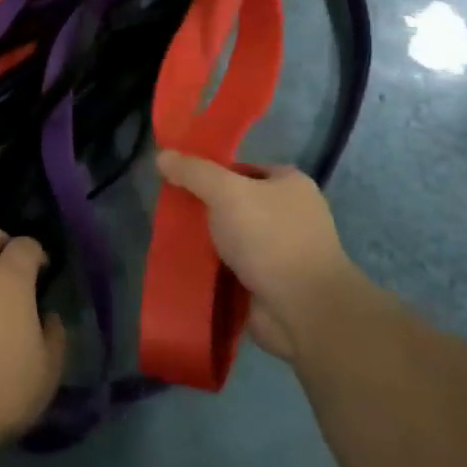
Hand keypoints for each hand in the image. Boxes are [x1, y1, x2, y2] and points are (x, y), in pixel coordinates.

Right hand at [156, 151, 370, 361]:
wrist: (303, 310)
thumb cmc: (270, 238)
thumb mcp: (226, 192)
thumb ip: (194, 172)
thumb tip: (162, 155)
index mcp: (290, 184)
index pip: (241, 169)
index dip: (210, 173)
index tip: (179, 182)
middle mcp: (289, 214)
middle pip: (234, 203)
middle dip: (205, 210)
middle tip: (171, 212)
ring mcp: (281, 251)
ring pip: (231, 237)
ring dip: (206, 241)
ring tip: (172, 239)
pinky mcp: (269, 283)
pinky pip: (232, 268)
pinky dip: (212, 269)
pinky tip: (186, 266)